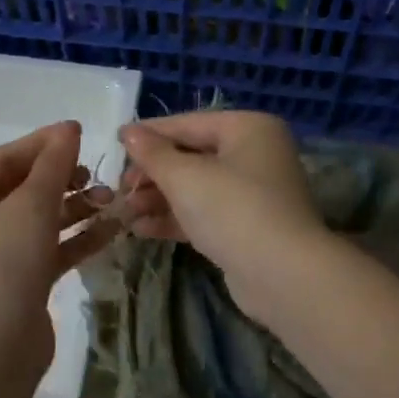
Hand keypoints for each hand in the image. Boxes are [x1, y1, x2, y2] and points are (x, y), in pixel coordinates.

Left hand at [0, 121, 117, 373]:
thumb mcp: (32, 205)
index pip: (4, 158)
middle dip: (63, 179)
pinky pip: (48, 248)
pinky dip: (76, 238)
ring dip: (75, 208)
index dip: (43, 144)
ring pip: (38, 219)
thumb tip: (69, 128)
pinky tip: (112, 229)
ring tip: (110, 199)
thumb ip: (54, 164)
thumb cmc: (3, 263)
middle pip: (22, 188)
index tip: (82, 133)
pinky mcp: (16, 281)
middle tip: (96, 174)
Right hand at [117, 112, 323, 316]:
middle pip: (192, 156)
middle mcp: (255, 154)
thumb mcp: (185, 177)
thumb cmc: (232, 209)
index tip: (116, 144)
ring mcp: (254, 193)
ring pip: (197, 188)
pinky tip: (142, 230)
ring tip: (125, 213)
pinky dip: (176, 218)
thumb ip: (153, 153)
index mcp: (248, 128)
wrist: (282, 274)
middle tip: (121, 190)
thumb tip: (129, 132)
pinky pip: (205, 214)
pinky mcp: (248, 227)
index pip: (189, 123)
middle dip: (153, 174)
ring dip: (159, 199)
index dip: (150, 134)